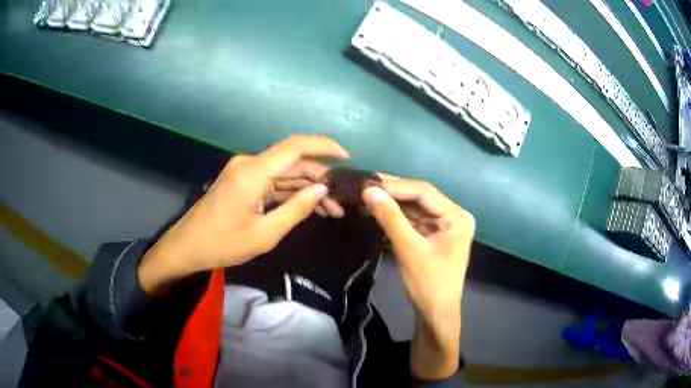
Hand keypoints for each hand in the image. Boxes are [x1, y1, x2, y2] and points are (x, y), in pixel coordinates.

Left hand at [139, 135, 349, 295]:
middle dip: (319, 179)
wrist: (188, 246)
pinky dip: (290, 192)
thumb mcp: (264, 234)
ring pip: (284, 173)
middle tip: (341, 202)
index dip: (324, 147)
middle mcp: (249, 163)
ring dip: (307, 188)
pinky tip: (308, 206)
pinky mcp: (242, 180)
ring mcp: (244, 171)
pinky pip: (272, 181)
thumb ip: (296, 209)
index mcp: (253, 173)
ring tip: (330, 210)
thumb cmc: (223, 244)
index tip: (347, 158)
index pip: (295, 147)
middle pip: (293, 162)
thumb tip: (322, 189)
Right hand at [363, 176, 473, 379]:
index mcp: (457, 217)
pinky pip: (414, 220)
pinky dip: (396, 216)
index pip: (424, 191)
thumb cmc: (429, 284)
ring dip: (392, 203)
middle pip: (420, 197)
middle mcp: (453, 215)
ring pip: (415, 207)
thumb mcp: (409, 250)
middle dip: (393, 192)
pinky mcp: (434, 235)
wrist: (436, 314)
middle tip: (364, 184)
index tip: (368, 183)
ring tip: (367, 195)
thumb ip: (391, 218)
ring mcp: (444, 225)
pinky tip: (378, 210)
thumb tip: (369, 190)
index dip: (396, 186)